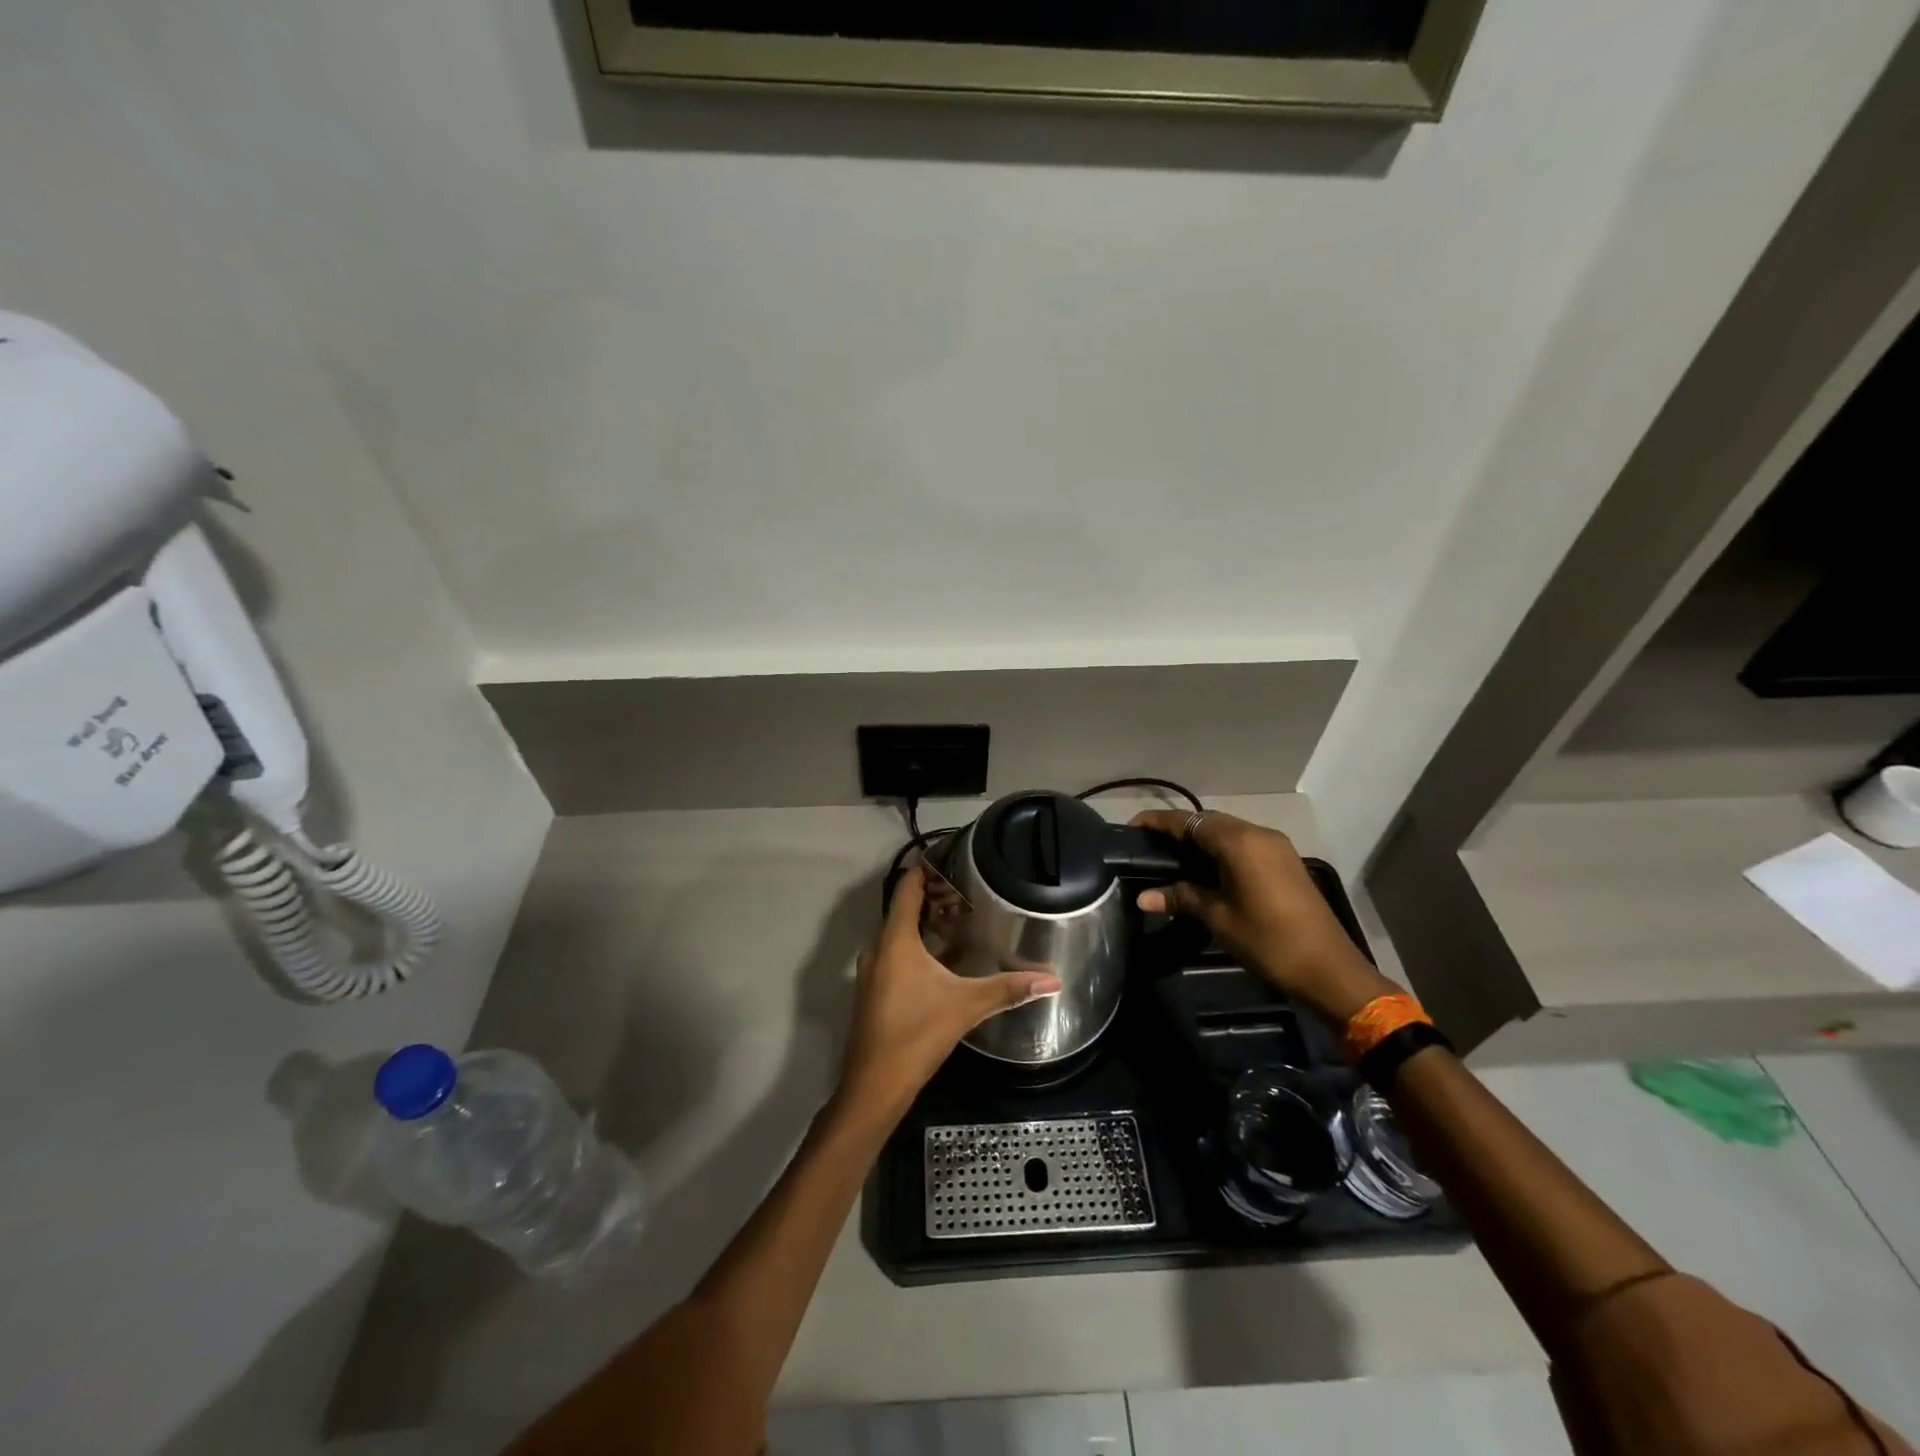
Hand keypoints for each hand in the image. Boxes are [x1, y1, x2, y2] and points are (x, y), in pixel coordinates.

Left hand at [835, 866, 1061, 1119]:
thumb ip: (1008, 989)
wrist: (874, 1085)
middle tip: (969, 891)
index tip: (953, 858)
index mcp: (895, 939)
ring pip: (897, 932)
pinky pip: (894, 951)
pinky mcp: (873, 989)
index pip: (907, 887)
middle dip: (932, 896)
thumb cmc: (916, 1034)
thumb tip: (1053, 980)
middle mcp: (878, 947)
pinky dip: (915, 944)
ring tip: (960, 918)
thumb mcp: (966, 1006)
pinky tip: (941, 958)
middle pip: (902, 907)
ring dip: (923, 921)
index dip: (926, 869)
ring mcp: (871, 969)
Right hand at [1131, 809, 1397, 1023]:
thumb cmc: (1268, 941)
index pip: (1189, 821)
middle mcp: (1258, 834)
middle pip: (1209, 821)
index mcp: (1239, 842)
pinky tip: (1205, 869)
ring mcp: (1276, 846)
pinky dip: (1220, 849)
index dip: (1158, 822)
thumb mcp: (1218, 919)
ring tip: (1171, 857)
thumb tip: (1142, 897)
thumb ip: (1181, 898)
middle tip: (1148, 846)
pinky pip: (1244, 844)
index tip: (1132, 827)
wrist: (1330, 969)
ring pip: (1228, 831)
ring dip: (1200, 839)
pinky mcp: (1285, 861)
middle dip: (1178, 829)